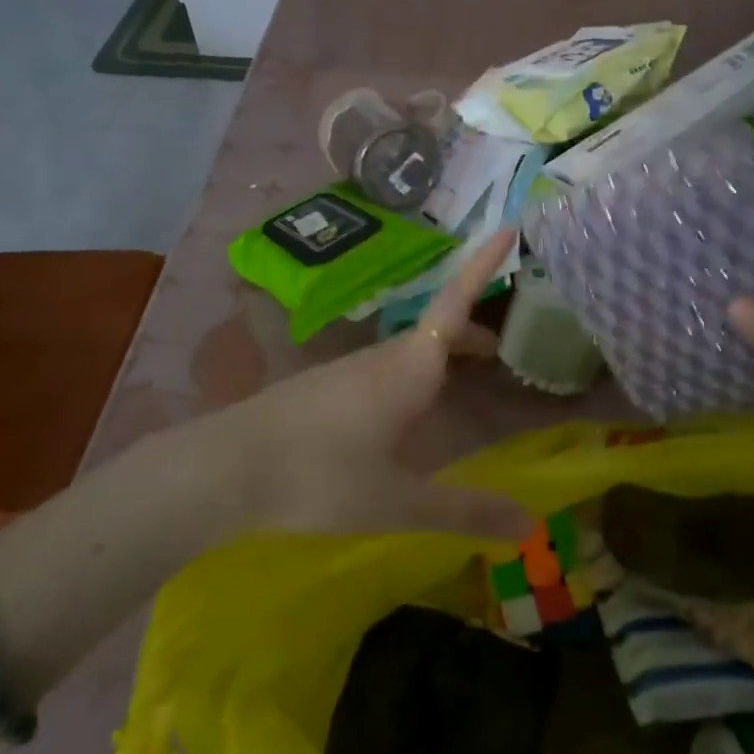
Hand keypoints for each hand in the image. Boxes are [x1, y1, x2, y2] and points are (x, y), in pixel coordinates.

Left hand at [206, 229, 531, 541]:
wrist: (224, 469)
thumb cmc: (320, 477)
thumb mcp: (398, 501)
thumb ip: (464, 511)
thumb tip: (529, 526)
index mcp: (409, 369)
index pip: (456, 302)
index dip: (483, 265)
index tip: (508, 227)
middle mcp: (381, 358)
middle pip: (438, 329)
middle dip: (472, 332)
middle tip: (500, 353)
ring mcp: (347, 369)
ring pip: (408, 350)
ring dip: (442, 355)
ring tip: (460, 383)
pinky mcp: (323, 386)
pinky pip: (383, 368)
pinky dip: (412, 374)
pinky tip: (402, 414)